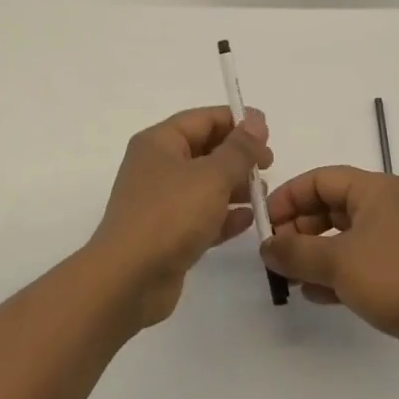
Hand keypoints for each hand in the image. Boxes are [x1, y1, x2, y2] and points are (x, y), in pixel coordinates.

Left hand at [90, 107, 271, 328]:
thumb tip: (256, 120)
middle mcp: (157, 166)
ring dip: (235, 186)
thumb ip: (239, 149)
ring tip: (263, 195)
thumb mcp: (212, 176)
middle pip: (204, 150)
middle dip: (238, 156)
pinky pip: (201, 216)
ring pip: (204, 185)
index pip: (202, 119)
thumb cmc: (170, 215)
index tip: (268, 133)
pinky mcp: (167, 234)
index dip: (237, 121)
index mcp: (159, 142)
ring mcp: (160, 202)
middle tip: (269, 166)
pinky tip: (249, 221)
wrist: (128, 279)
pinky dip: (224, 216)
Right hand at [263, 168, 398, 378]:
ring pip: (339, 239)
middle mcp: (383, 209)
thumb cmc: (397, 278)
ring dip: (311, 255)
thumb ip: (295, 252)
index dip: (289, 197)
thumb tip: (266, 247)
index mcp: (374, 190)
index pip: (320, 179)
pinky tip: (312, 295)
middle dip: (297, 229)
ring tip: (286, 277)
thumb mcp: (338, 261)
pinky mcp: (397, 275)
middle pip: (328, 208)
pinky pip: (354, 265)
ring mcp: (392, 243)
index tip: (265, 224)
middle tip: (274, 255)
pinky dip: (331, 275)